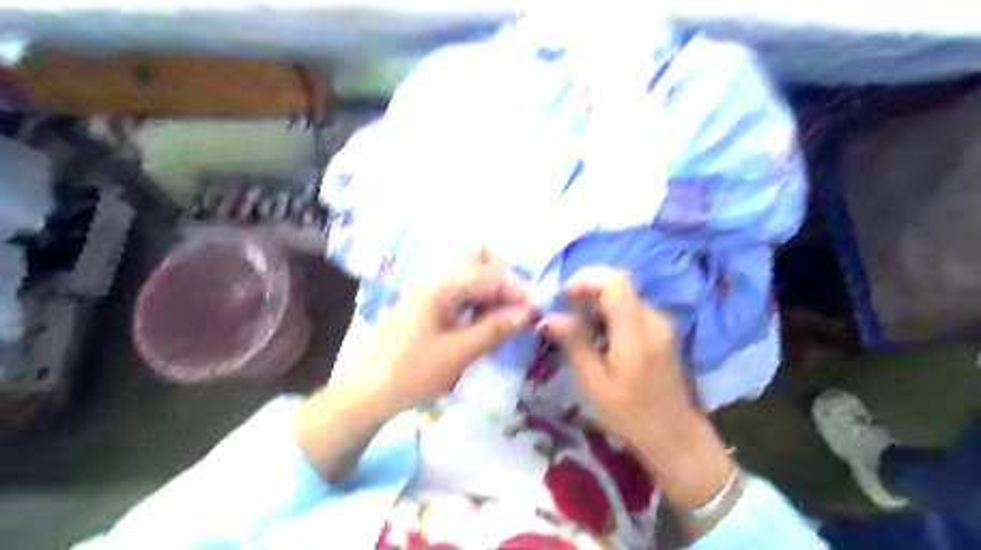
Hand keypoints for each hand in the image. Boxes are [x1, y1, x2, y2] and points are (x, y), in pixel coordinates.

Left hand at [353, 247, 534, 413]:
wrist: (372, 391)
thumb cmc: (414, 373)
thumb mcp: (460, 353)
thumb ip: (496, 328)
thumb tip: (530, 313)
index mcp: (440, 285)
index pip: (490, 272)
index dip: (517, 288)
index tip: (534, 310)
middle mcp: (434, 275)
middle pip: (479, 257)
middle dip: (503, 277)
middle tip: (515, 307)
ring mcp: (428, 285)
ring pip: (471, 271)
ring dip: (491, 288)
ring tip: (503, 318)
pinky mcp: (427, 299)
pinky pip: (460, 287)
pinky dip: (477, 297)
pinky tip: (484, 320)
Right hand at [545, 268, 734, 517]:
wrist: (675, 435)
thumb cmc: (630, 415)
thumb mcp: (594, 383)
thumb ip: (575, 343)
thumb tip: (550, 316)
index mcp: (636, 332)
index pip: (615, 282)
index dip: (587, 278)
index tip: (565, 296)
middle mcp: (653, 319)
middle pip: (618, 285)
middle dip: (587, 292)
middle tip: (567, 316)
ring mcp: (661, 323)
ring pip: (623, 296)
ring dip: (597, 304)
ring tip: (580, 332)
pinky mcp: (662, 330)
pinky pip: (631, 309)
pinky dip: (610, 314)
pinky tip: (600, 339)